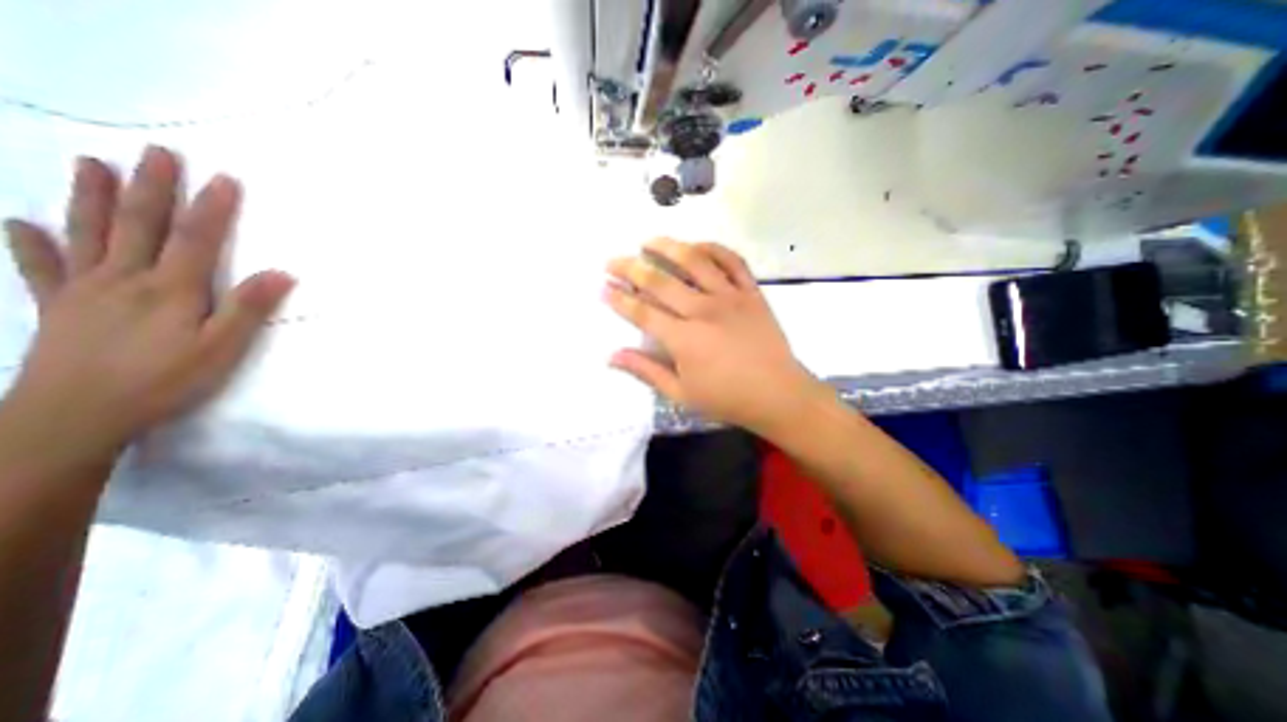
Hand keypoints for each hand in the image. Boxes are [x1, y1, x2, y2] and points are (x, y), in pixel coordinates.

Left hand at [3, 146, 291, 467]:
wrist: (76, 415)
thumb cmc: (165, 380)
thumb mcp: (222, 348)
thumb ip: (248, 308)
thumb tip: (282, 273)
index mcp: (171, 289)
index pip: (196, 239)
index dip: (212, 208)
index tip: (224, 177)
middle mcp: (125, 279)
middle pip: (141, 225)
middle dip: (153, 188)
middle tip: (158, 153)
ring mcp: (84, 290)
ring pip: (89, 234)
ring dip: (93, 198)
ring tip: (92, 164)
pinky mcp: (57, 307)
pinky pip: (40, 268)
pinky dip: (30, 243)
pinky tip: (22, 223)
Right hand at [607, 238, 833, 437]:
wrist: (779, 395)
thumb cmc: (727, 399)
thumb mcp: (681, 394)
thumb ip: (646, 371)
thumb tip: (612, 356)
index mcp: (684, 339)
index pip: (642, 312)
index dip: (619, 299)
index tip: (603, 288)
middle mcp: (704, 310)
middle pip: (660, 281)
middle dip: (631, 268)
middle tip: (612, 262)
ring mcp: (730, 297)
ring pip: (695, 261)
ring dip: (668, 247)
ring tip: (648, 241)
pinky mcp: (752, 292)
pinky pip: (732, 261)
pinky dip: (713, 248)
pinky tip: (696, 246)